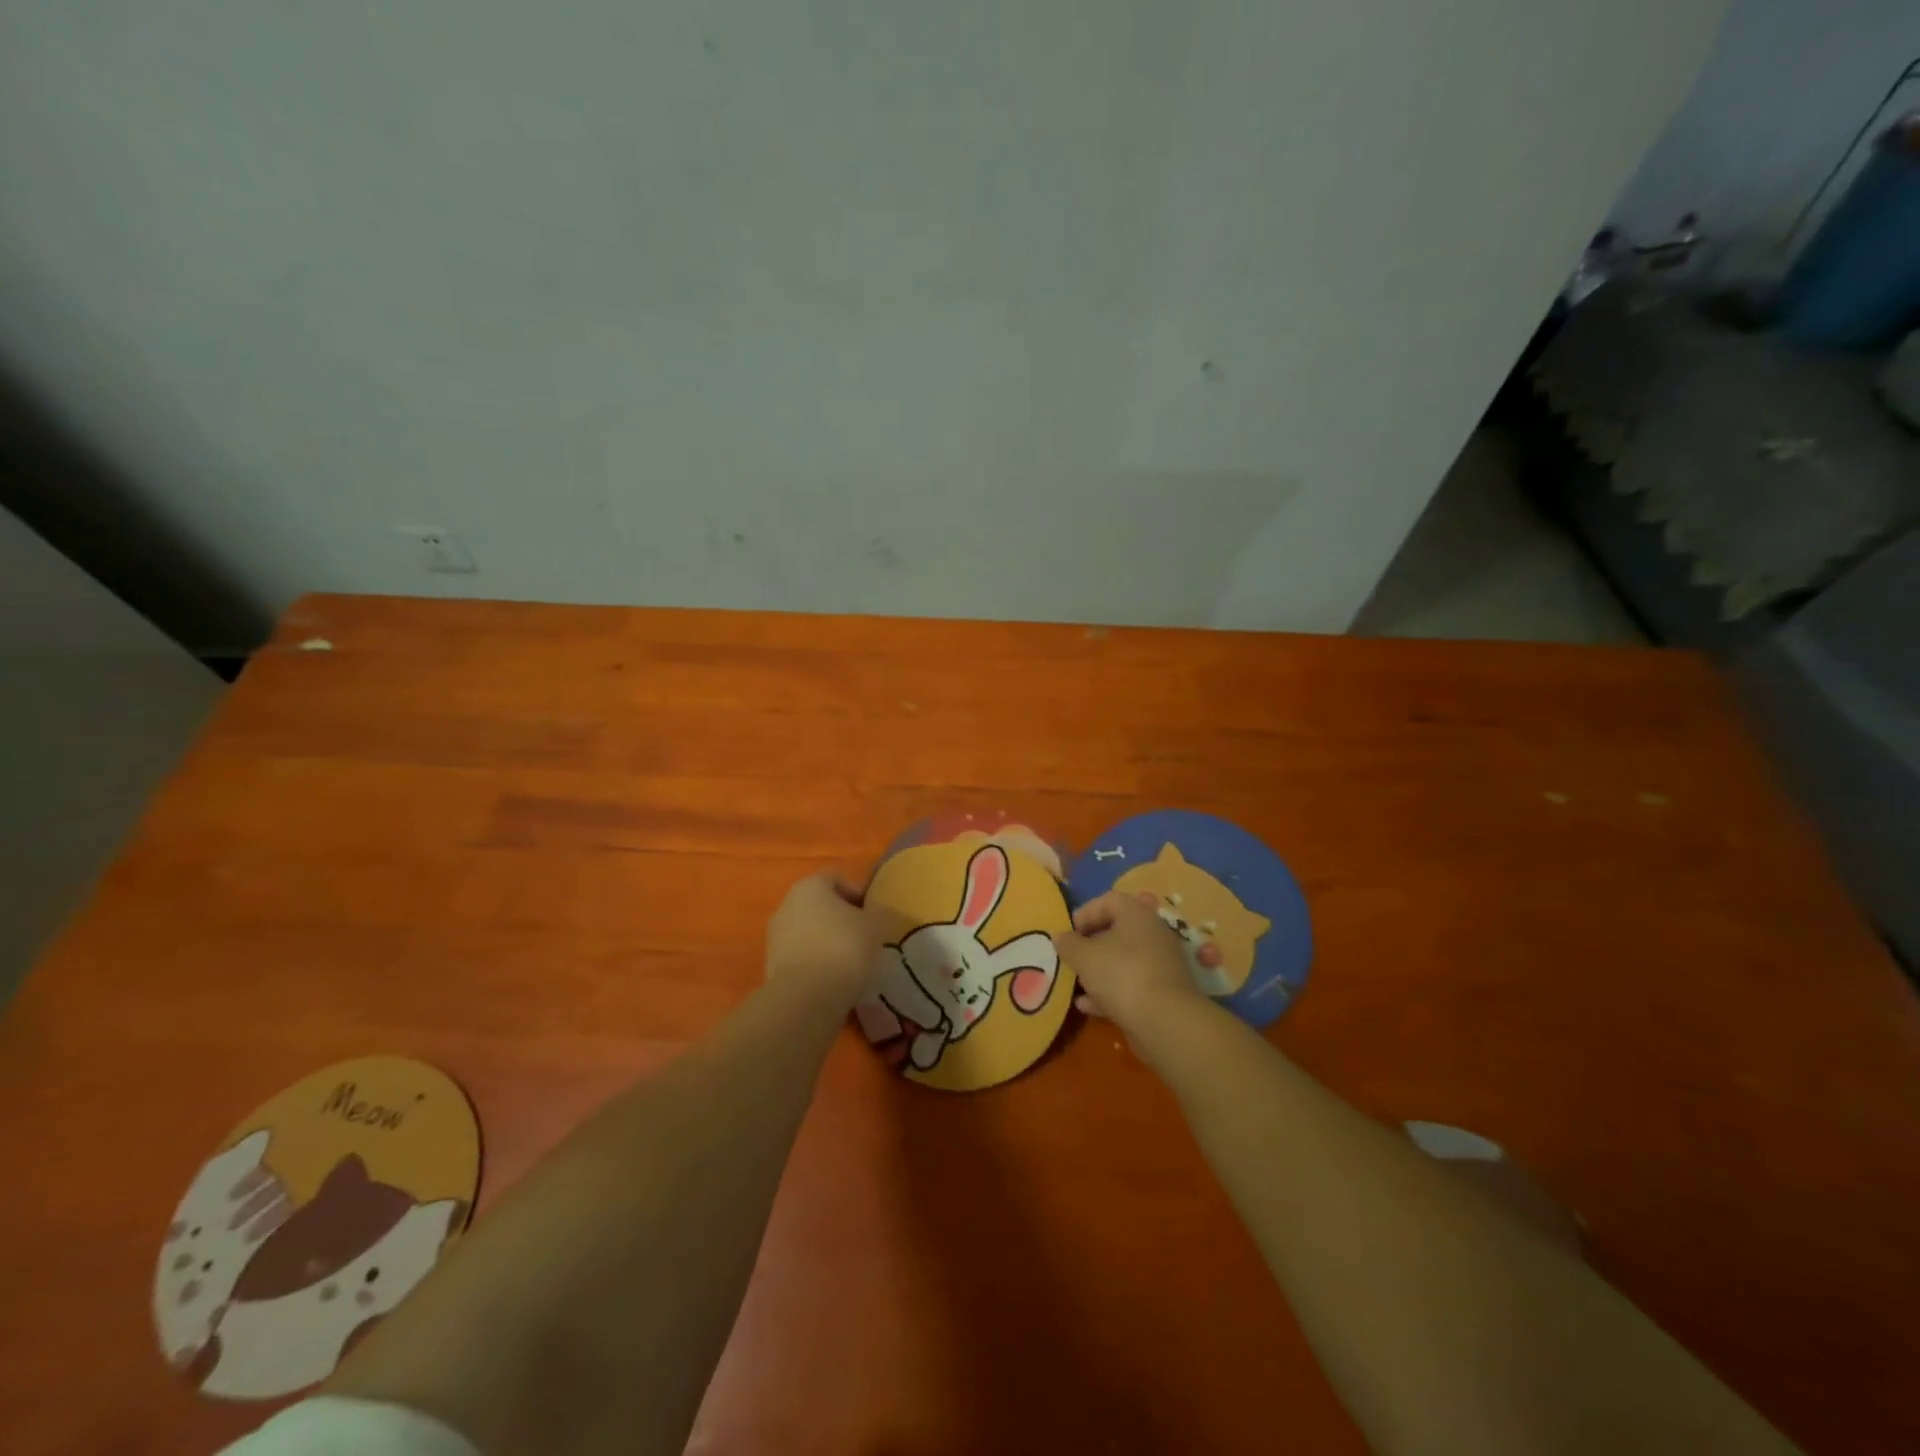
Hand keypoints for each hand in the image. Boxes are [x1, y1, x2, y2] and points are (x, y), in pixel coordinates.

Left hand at [765, 872, 884, 1002]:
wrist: (807, 996)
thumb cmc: (845, 947)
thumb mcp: (876, 926)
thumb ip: (879, 913)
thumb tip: (879, 913)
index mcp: (810, 885)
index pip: (836, 878)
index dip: (858, 893)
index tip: (873, 914)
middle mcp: (787, 904)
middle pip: (819, 904)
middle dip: (841, 918)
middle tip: (863, 936)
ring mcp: (775, 935)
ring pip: (808, 930)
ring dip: (827, 940)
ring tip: (850, 961)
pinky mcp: (771, 964)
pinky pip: (800, 954)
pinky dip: (815, 960)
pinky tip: (833, 977)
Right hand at [1053, 890, 1206, 1035]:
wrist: (1165, 1021)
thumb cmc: (1121, 974)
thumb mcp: (1084, 956)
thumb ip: (1068, 944)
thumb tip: (1060, 937)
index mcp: (1136, 914)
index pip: (1107, 900)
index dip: (1084, 914)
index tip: (1068, 934)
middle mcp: (1153, 933)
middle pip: (1116, 931)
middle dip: (1090, 945)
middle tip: (1071, 958)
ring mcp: (1160, 963)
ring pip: (1123, 960)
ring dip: (1098, 971)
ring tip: (1076, 984)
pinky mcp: (1162, 991)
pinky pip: (1131, 984)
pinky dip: (1110, 991)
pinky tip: (1087, 1006)